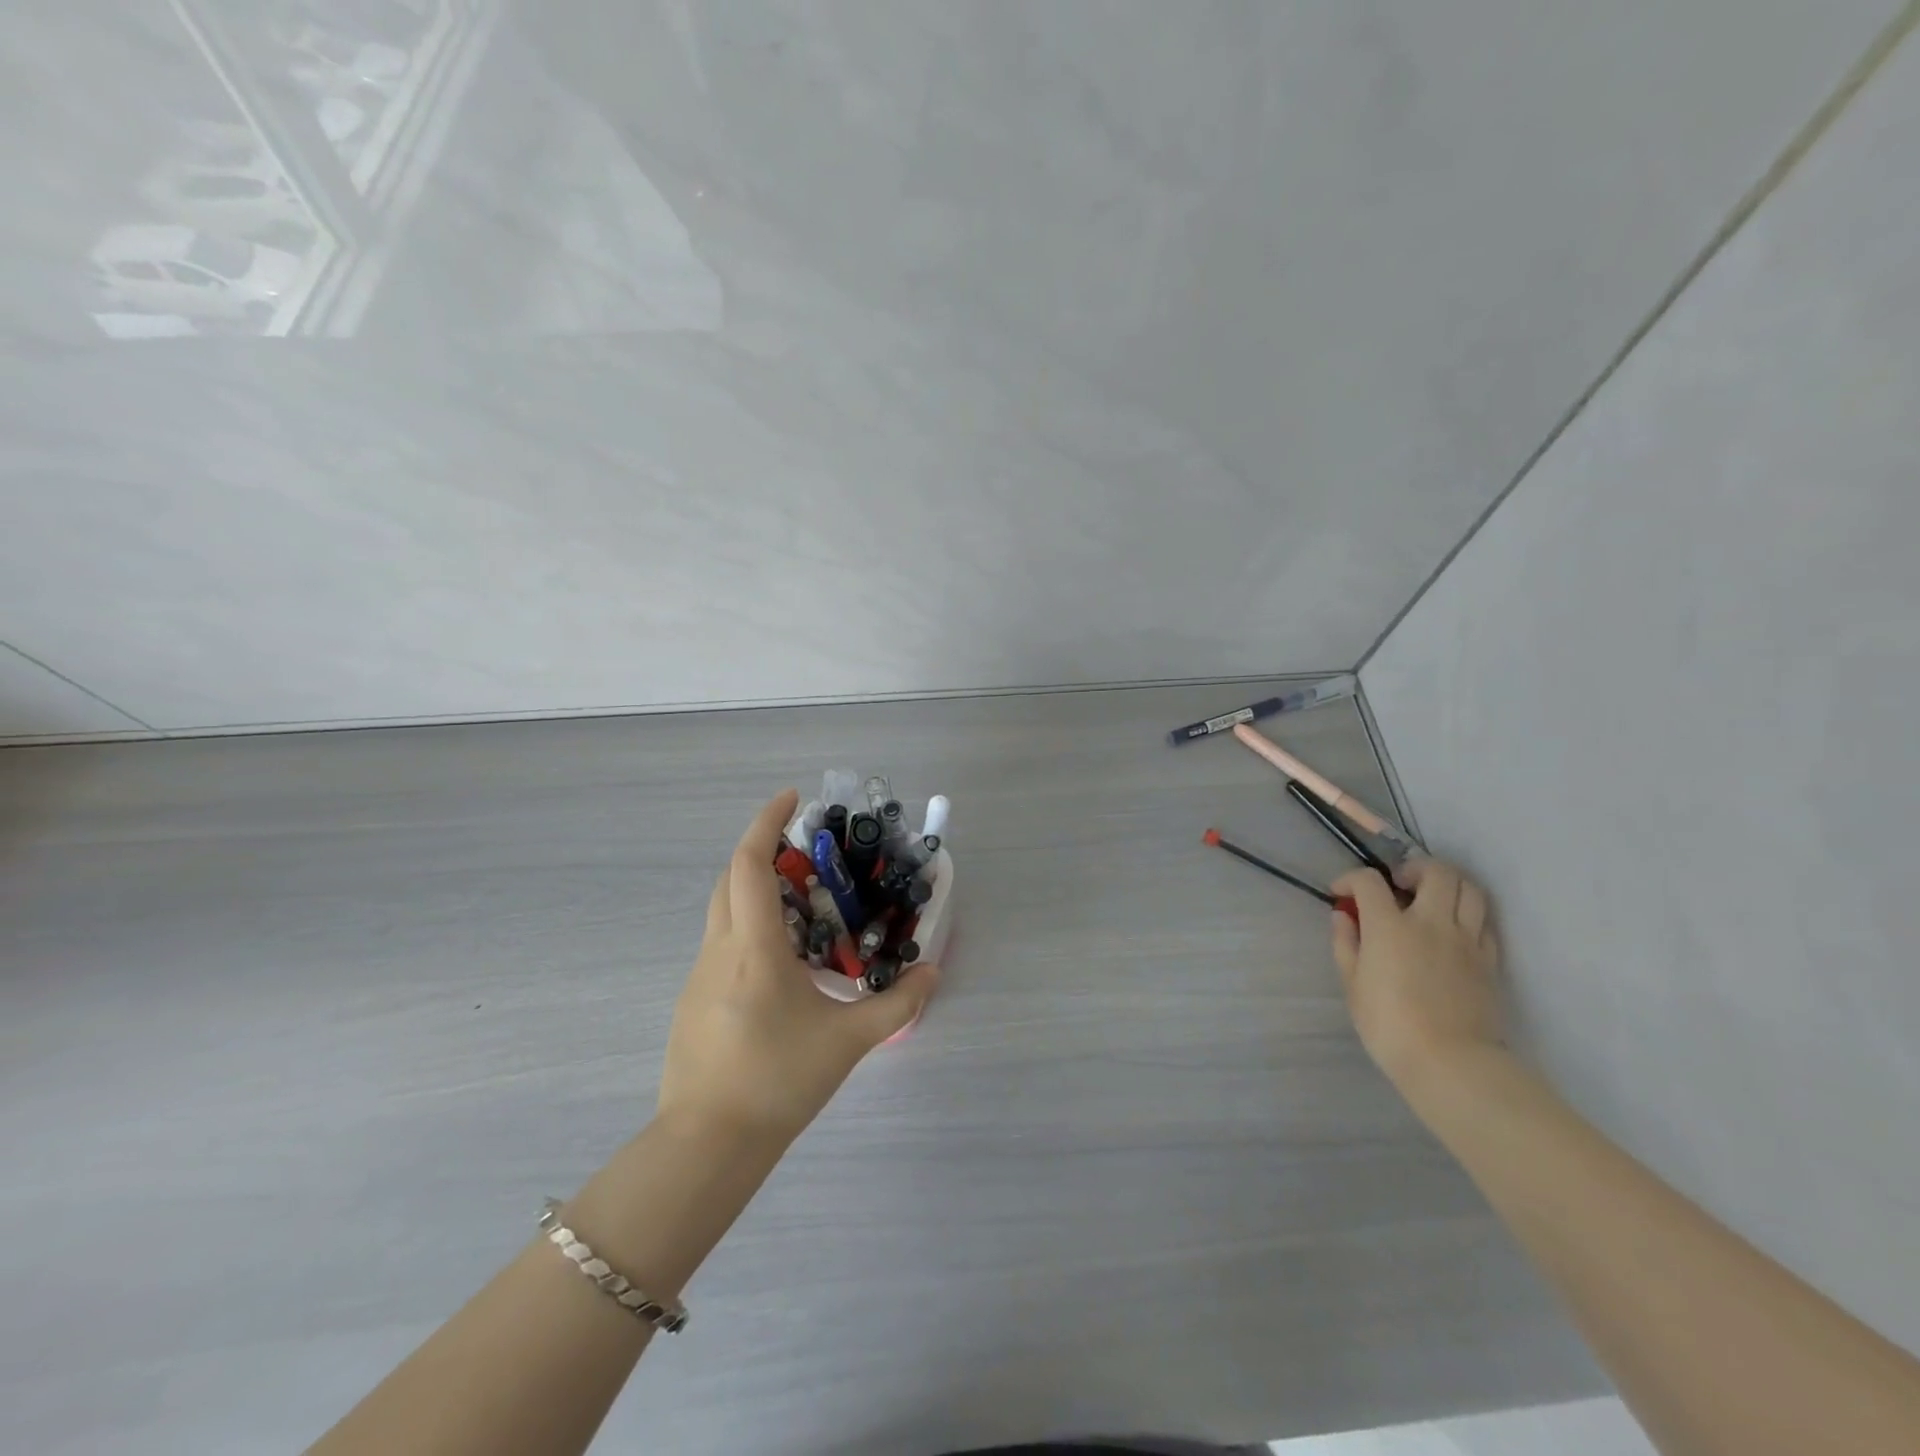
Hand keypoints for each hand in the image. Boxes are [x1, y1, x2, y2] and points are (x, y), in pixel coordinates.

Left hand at [657, 790, 938, 1144]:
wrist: (706, 1146)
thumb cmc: (778, 1082)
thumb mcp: (847, 1041)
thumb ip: (896, 1003)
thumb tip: (932, 973)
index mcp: (753, 948)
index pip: (749, 865)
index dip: (767, 823)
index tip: (791, 798)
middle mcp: (720, 950)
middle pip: (731, 879)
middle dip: (761, 850)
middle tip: (805, 850)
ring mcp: (699, 976)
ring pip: (723, 912)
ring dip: (756, 891)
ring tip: (803, 906)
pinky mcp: (694, 1000)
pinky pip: (722, 944)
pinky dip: (749, 928)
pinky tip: (781, 963)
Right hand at [1330, 858, 1503, 1091]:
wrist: (1451, 1062)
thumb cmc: (1389, 1025)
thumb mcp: (1352, 984)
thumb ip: (1346, 944)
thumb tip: (1344, 916)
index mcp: (1390, 926)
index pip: (1369, 881)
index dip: (1350, 879)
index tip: (1342, 894)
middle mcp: (1431, 922)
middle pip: (1436, 871)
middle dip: (1414, 868)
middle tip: (1399, 884)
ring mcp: (1466, 940)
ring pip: (1470, 889)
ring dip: (1448, 884)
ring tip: (1432, 899)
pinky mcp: (1489, 960)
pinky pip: (1484, 922)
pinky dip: (1467, 914)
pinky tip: (1453, 929)